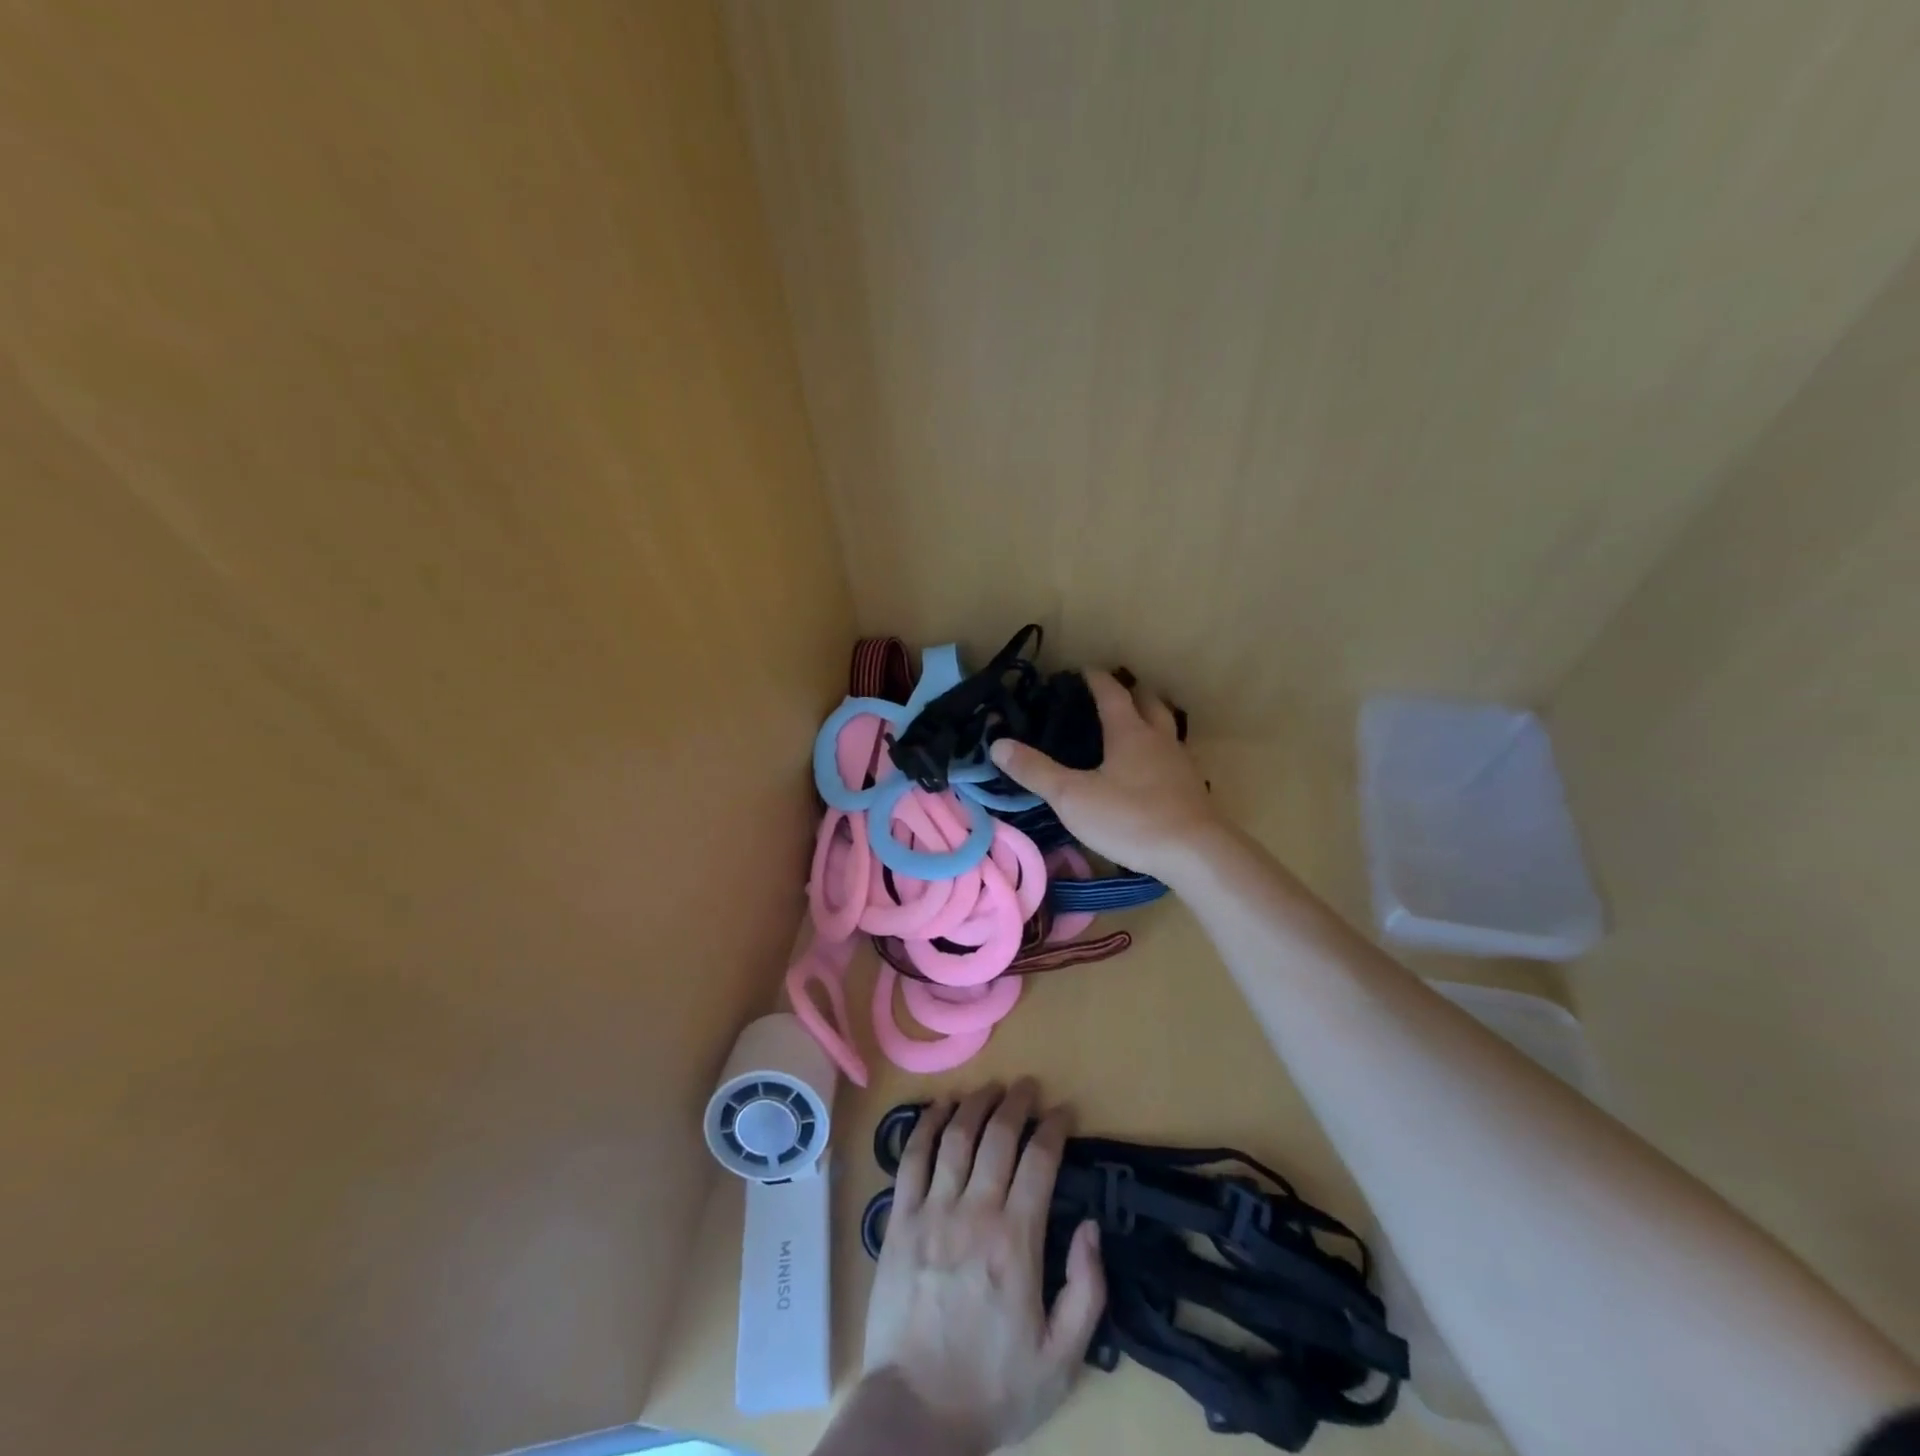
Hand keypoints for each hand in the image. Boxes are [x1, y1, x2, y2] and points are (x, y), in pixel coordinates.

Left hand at [862, 1080, 1105, 1454]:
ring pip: (956, 1137)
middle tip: (1027, 1086)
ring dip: (975, 1104)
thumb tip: (1091, 1226)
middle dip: (1017, 1103)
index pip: (1040, 1162)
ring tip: (990, 1087)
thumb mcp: (1061, 1359)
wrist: (915, 1414)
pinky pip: (912, 1159)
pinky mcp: (899, 1221)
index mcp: (1016, 1241)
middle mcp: (974, 1213)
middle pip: (998, 1137)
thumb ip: (1086, 1290)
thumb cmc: (992, 1388)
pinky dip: (926, 1125)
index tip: (1063, 1112)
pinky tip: (938, 1107)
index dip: (1053, 1128)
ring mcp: (932, 1213)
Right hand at [990, 670, 1222, 881]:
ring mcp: (1180, 764)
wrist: (1194, 854)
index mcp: (1129, 732)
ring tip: (1135, 726)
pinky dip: (1161, 752)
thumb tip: (997, 744)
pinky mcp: (1192, 790)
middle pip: (1148, 702)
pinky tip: (1153, 770)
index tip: (1082, 670)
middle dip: (1131, 692)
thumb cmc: (1130, 818)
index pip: (1111, 693)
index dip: (1095, 679)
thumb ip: (1036, 771)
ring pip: (1167, 728)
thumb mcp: (1073, 797)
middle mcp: (1159, 739)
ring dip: (1151, 719)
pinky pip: (1175, 757)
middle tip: (1112, 693)